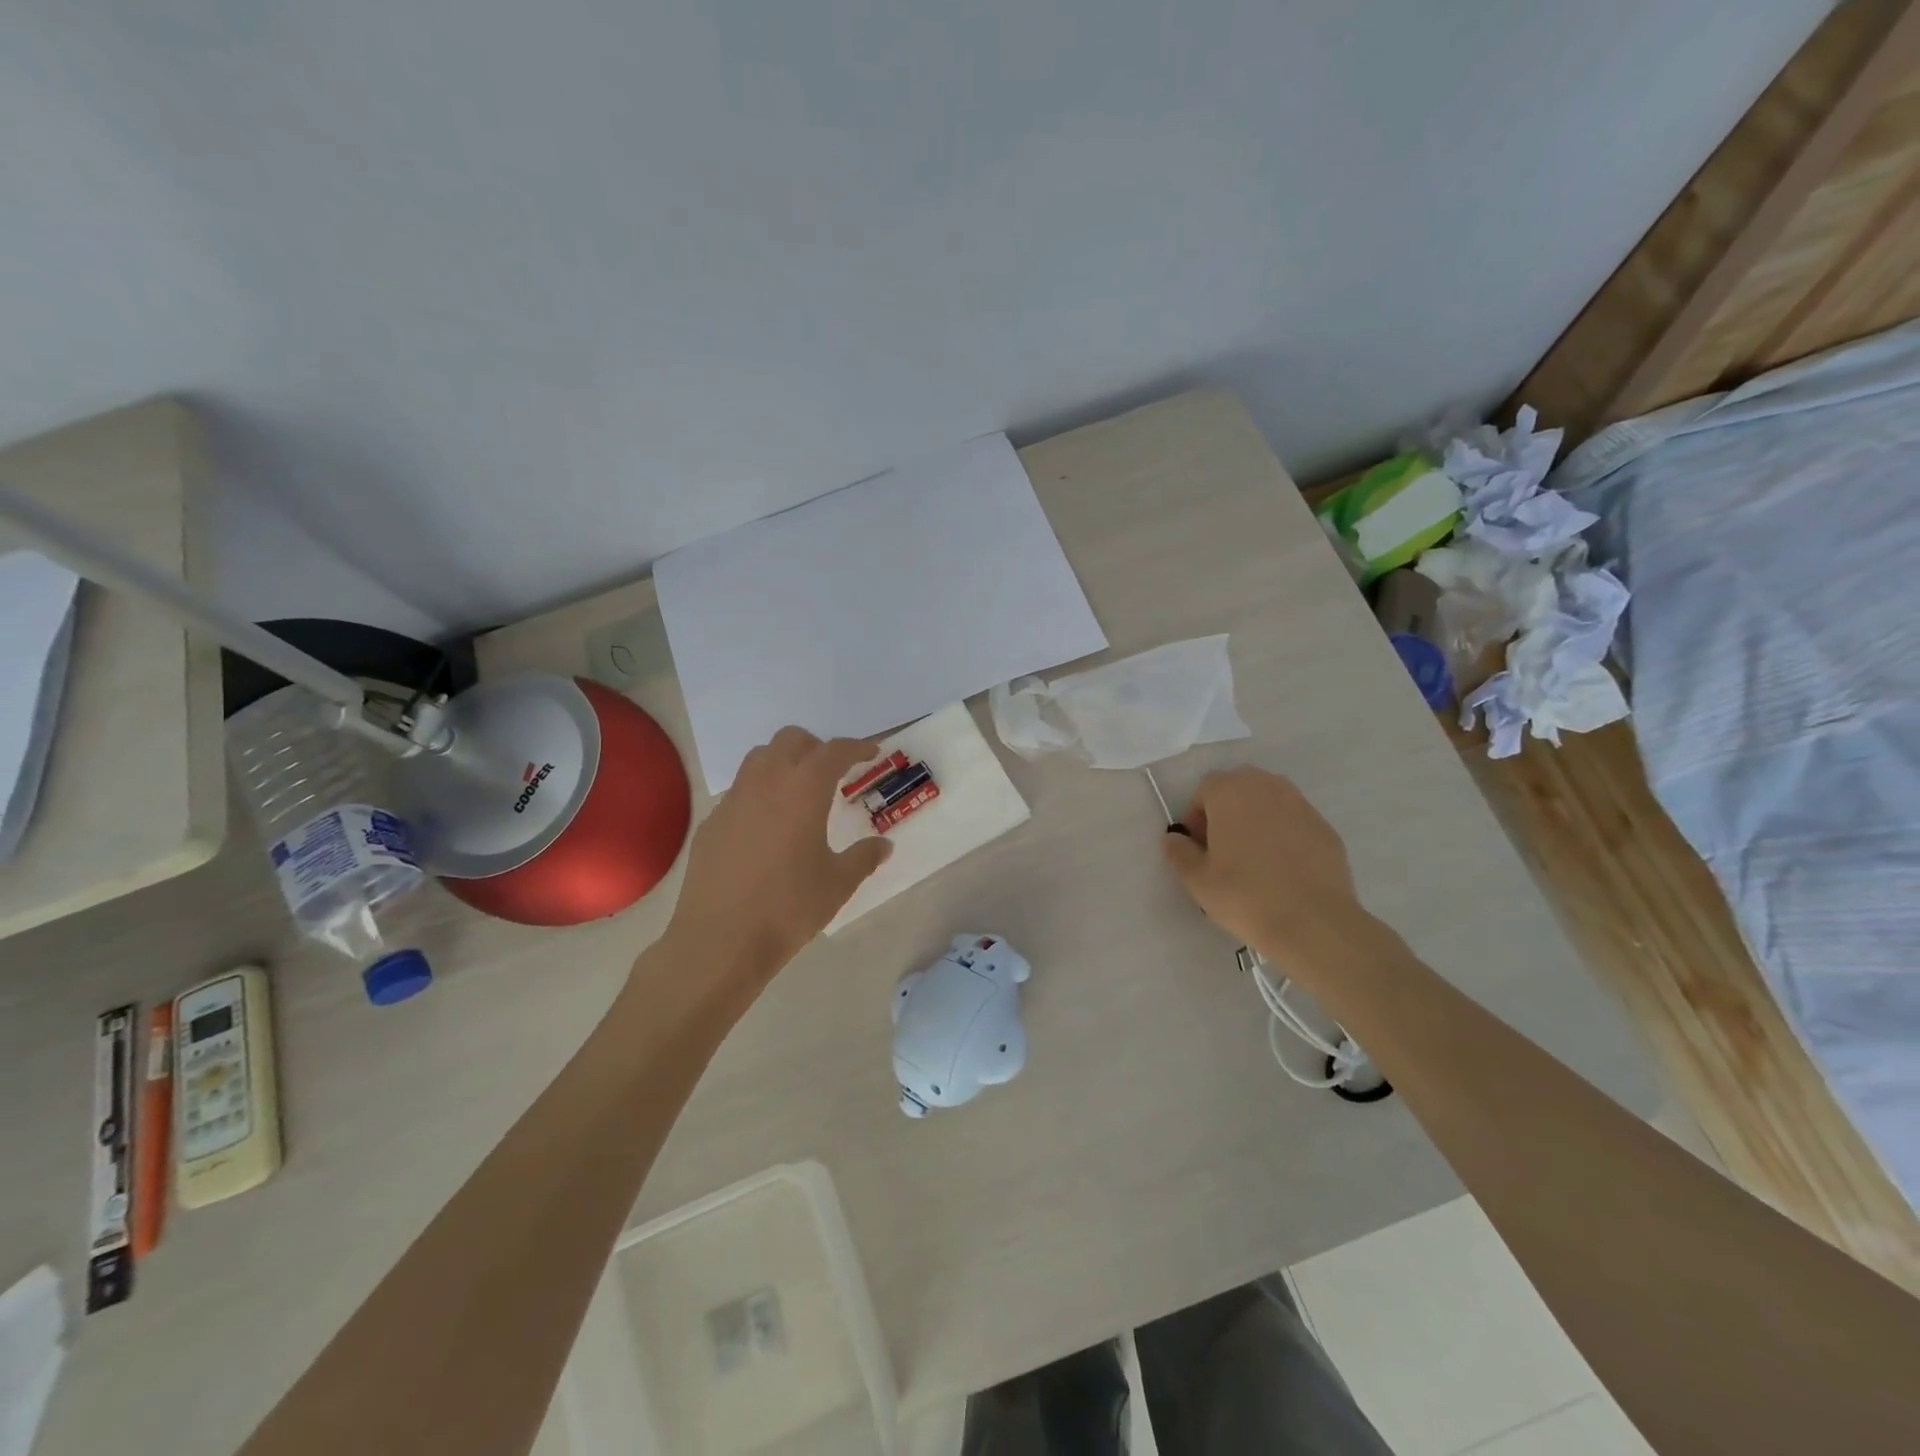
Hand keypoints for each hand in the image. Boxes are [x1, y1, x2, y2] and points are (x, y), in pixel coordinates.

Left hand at [663, 727, 893, 986]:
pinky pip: (739, 790)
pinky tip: (767, 826)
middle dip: (817, 747)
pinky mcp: (711, 823)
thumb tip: (884, 846)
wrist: (719, 941)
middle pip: (791, 740)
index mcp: (803, 790)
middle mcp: (766, 783)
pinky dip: (760, 792)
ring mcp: (733, 800)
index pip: (834, 751)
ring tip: (799, 790)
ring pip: (759, 758)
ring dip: (784, 761)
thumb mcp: (837, 884)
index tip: (871, 753)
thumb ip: (864, 858)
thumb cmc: (788, 908)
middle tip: (834, 771)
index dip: (857, 747)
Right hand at [1161, 766, 1364, 977]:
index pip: (1205, 789)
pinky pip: (1294, 822)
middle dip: (1226, 812)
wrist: (1313, 922)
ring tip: (1254, 859)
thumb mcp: (1197, 879)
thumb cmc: (1245, 895)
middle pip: (1238, 789)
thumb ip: (1178, 852)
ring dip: (1256, 821)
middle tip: (1223, 851)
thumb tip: (1175, 838)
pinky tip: (1283, 869)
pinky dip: (1284, 836)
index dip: (1197, 816)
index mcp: (1230, 792)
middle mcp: (1267, 787)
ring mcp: (1301, 805)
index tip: (1199, 847)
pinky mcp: (1325, 827)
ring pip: (1269, 803)